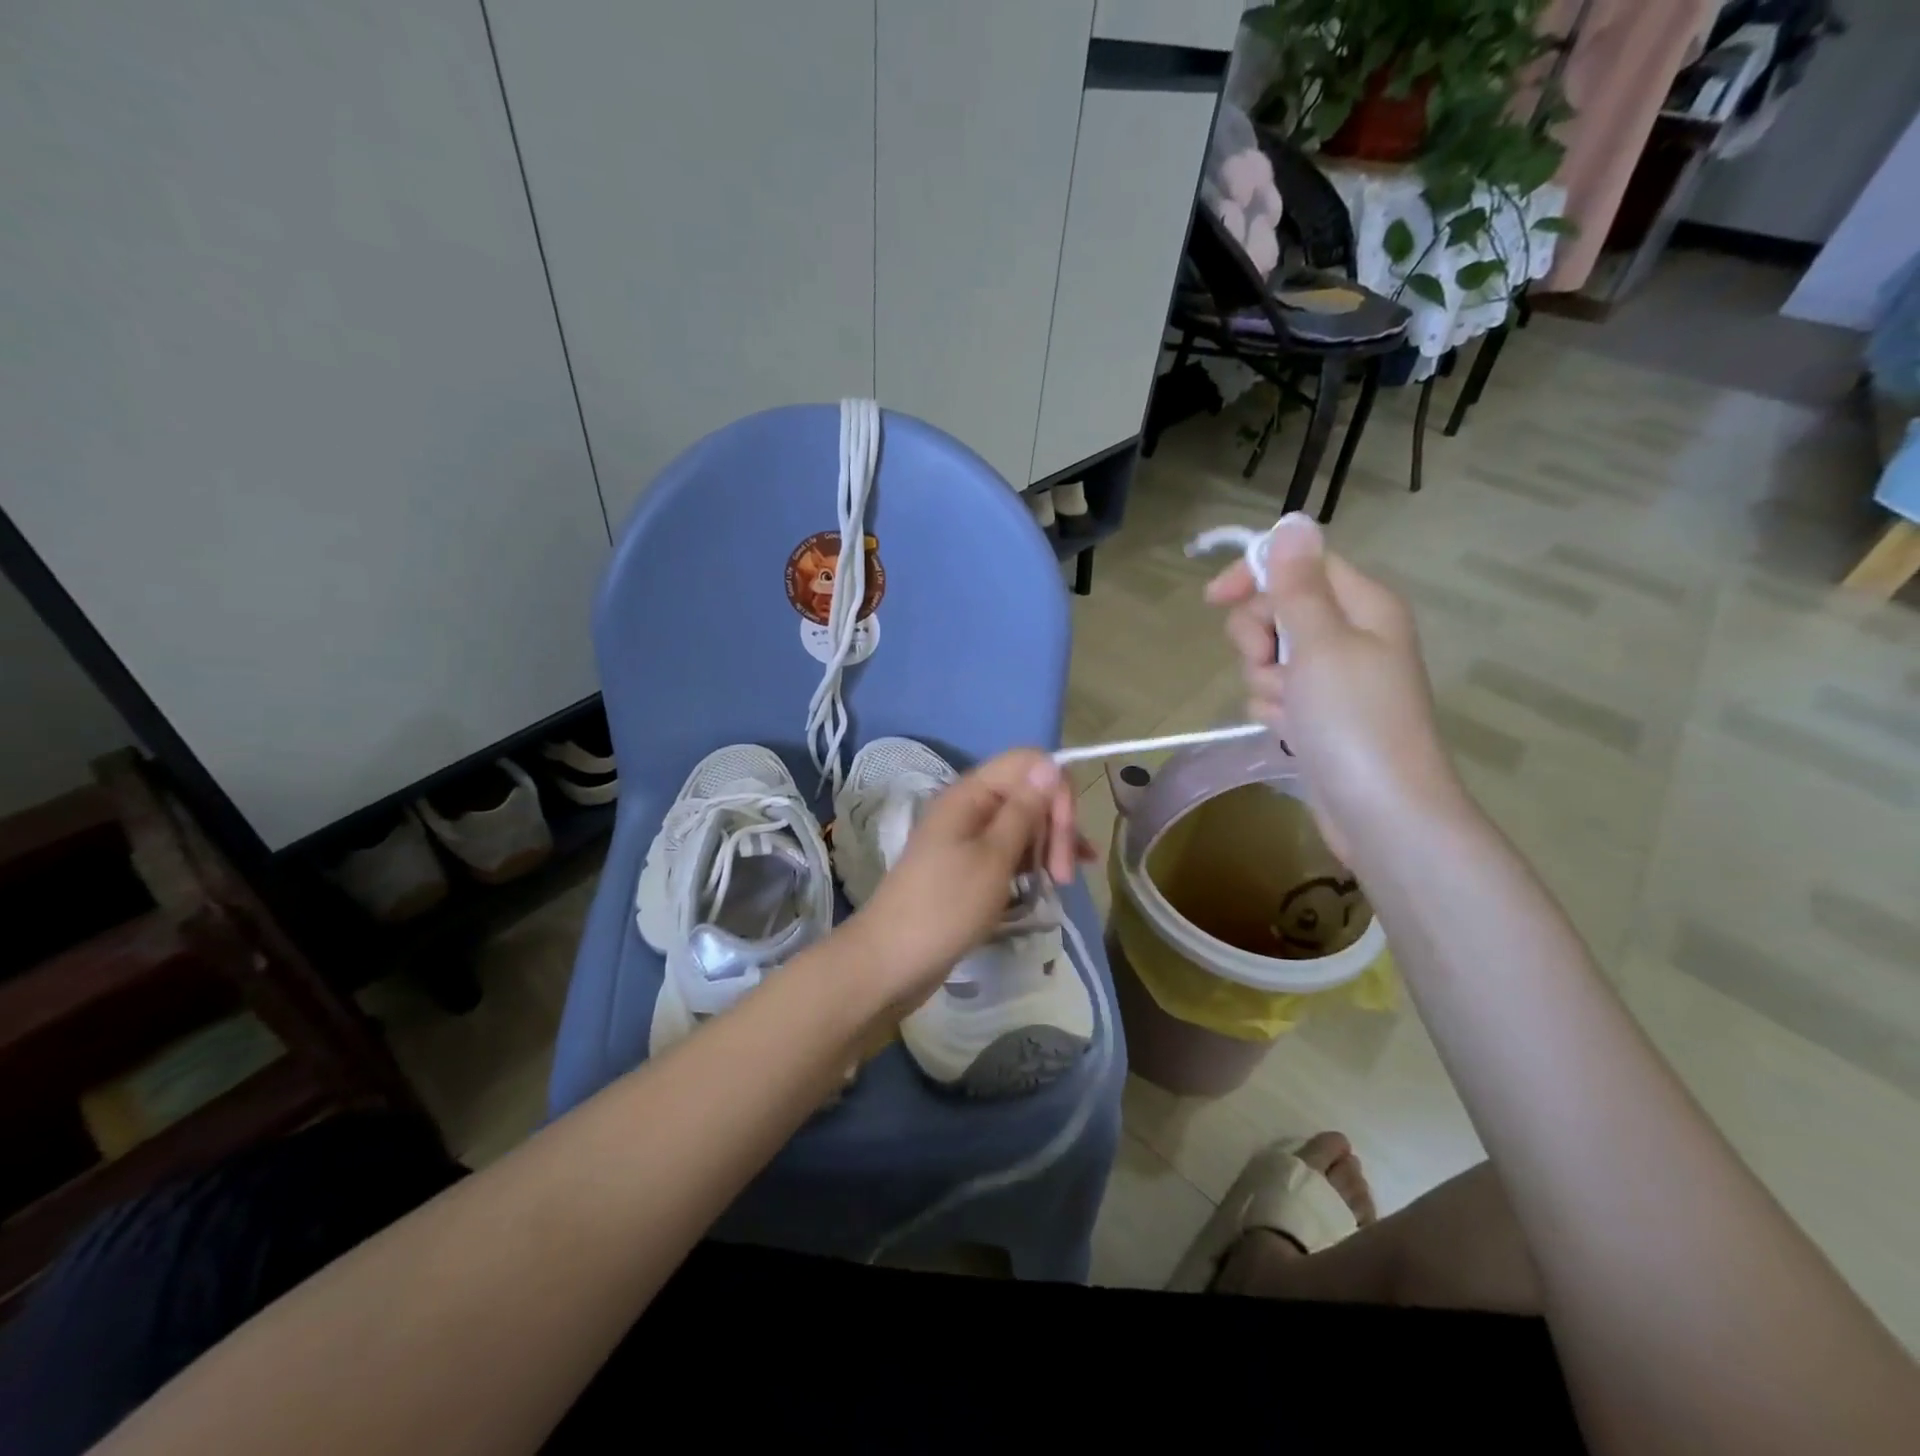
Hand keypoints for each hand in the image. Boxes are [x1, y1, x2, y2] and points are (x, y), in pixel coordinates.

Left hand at [843, 749, 1083, 1005]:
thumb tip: (1050, 763)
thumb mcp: (993, 858)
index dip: (1056, 790)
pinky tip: (1054, 881)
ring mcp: (969, 837)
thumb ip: (1024, 810)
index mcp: (970, 794)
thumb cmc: (945, 908)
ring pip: (1024, 823)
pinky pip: (1011, 850)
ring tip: (1062, 883)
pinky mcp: (971, 866)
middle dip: (1056, 825)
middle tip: (1064, 875)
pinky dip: (1034, 862)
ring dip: (1049, 846)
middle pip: (1029, 793)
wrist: (892, 961)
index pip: (1028, 763)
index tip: (1067, 835)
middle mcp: (970, 807)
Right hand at [1206, 513, 1466, 863]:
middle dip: (1258, 639)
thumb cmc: (1354, 721)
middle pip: (1278, 611)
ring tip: (1288, 710)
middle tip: (1269, 665)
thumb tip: (1292, 521)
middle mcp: (1349, 635)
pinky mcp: (1318, 715)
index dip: (1256, 575)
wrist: (1381, 812)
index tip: (1213, 599)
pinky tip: (1289, 732)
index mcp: (1362, 605)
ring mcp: (1333, 679)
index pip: (1300, 565)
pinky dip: (1273, 711)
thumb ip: (1299, 585)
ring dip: (1264, 682)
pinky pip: (1276, 695)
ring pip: (1269, 658)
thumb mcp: (1321, 643)